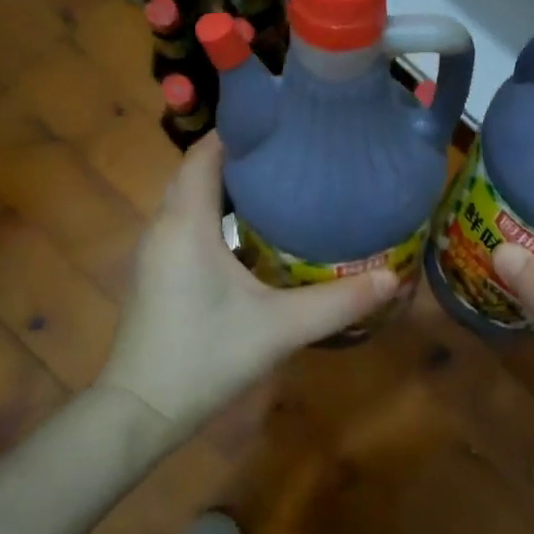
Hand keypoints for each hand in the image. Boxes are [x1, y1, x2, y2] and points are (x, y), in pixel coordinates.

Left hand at [101, 133, 398, 437]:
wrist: (141, 411)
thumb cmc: (206, 358)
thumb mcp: (280, 328)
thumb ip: (339, 302)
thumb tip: (393, 279)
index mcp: (186, 223)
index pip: (205, 152)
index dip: (240, 130)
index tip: (283, 121)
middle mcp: (164, 225)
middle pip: (199, 170)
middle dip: (241, 155)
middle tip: (294, 151)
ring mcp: (155, 249)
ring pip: (190, 196)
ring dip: (228, 184)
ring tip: (281, 181)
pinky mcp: (156, 270)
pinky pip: (186, 221)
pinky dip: (215, 211)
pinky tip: (251, 231)